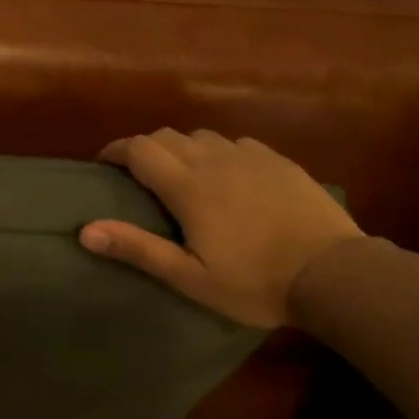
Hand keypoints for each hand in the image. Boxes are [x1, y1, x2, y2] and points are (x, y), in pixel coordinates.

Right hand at [80, 129, 361, 326]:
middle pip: (168, 136)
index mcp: (189, 187)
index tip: (102, 164)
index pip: (139, 150)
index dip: (115, 151)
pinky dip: (218, 152)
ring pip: (203, 136)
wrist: (333, 274)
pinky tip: (226, 175)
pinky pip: (237, 144)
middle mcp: (215, 161)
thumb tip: (85, 230)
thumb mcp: (188, 277)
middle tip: (136, 174)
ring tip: (180, 174)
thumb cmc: (253, 282)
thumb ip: (137, 248)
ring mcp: (252, 158)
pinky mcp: (280, 162)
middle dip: (144, 148)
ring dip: (181, 148)